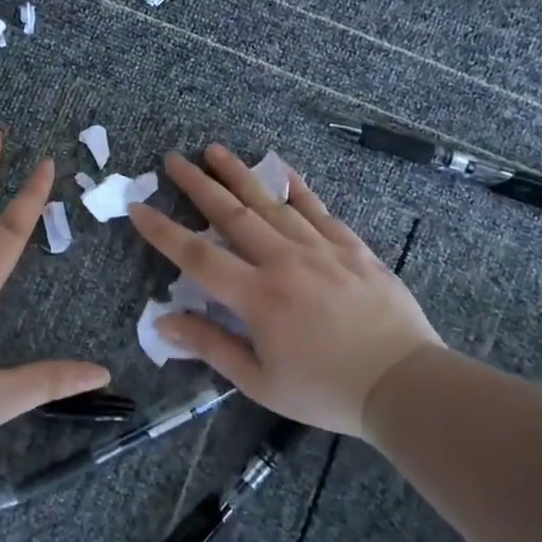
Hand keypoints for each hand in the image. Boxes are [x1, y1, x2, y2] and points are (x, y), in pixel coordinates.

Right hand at [127, 146, 440, 437]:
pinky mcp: (352, 247)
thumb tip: (163, 321)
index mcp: (257, 297)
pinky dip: (296, 186)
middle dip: (198, 185)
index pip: (197, 255)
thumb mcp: (259, 381)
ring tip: (215, 150)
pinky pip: (318, 208)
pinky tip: (281, 169)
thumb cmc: (325, 390)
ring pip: (272, 202)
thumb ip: (211, 346)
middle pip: (232, 214)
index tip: (138, 208)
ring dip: (239, 174)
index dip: (163, 231)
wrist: (404, 383)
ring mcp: (321, 248)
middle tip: (173, 160)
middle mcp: (284, 261)